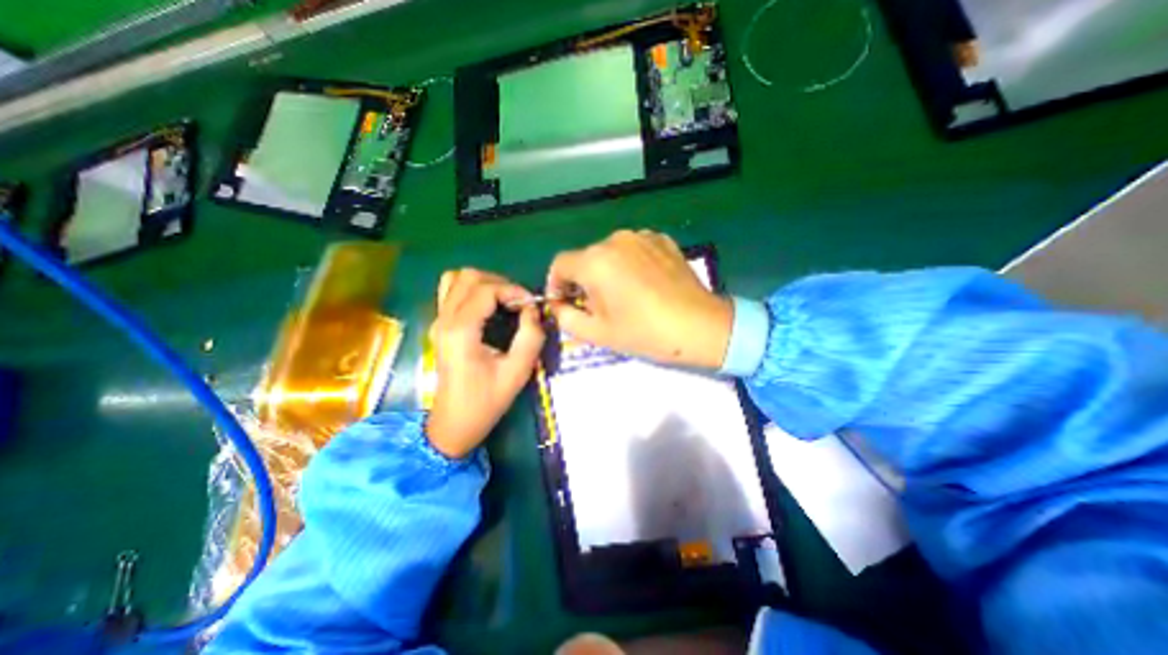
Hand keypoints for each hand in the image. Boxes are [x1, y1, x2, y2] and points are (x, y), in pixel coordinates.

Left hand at [428, 268, 545, 457]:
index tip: (531, 305)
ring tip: (504, 300)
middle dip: (499, 283)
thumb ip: (530, 336)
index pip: (486, 289)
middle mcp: (445, 319)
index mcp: (461, 330)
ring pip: (456, 280)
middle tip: (518, 302)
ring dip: (484, 283)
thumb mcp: (517, 371)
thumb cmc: (486, 400)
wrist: (454, 424)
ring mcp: (438, 321)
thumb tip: (532, 310)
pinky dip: (472, 290)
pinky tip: (489, 307)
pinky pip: (452, 292)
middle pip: (468, 277)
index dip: (512, 290)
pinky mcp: (440, 326)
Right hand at [546, 231, 727, 370]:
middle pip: (586, 258)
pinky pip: (634, 249)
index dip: (555, 283)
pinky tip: (644, 284)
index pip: (560, 264)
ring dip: (607, 271)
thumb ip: (566, 318)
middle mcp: (615, 240)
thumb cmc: (645, 333)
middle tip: (596, 306)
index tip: (563, 302)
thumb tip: (558, 305)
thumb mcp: (598, 333)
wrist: (700, 326)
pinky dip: (630, 264)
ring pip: (610, 253)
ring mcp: (642, 236)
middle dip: (583, 280)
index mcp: (595, 262)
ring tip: (623, 295)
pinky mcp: (662, 240)